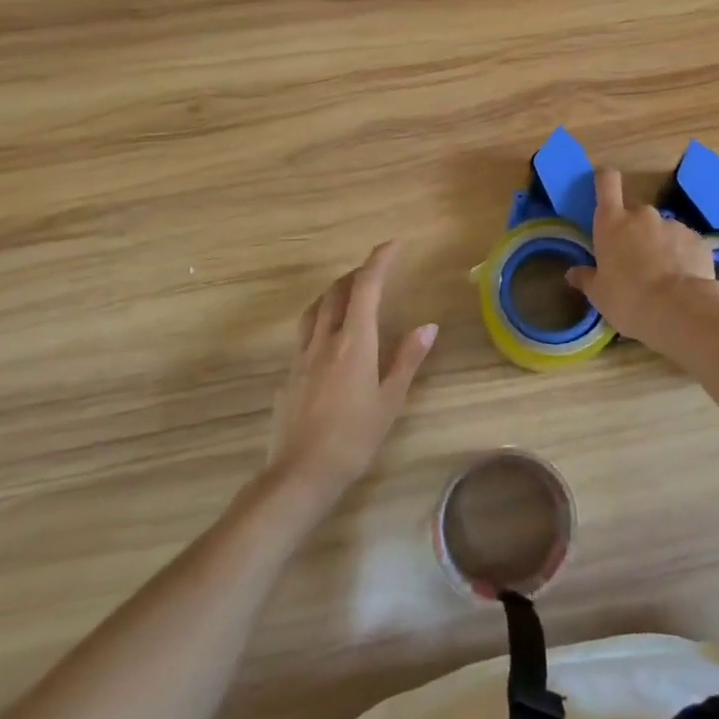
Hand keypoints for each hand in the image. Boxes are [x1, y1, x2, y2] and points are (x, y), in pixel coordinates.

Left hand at [270, 241, 436, 495]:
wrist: (301, 474)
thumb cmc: (354, 438)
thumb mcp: (390, 400)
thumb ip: (407, 359)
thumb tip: (429, 326)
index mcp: (354, 341)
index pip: (366, 286)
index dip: (380, 259)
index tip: (394, 244)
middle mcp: (325, 339)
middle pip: (337, 291)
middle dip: (357, 273)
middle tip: (376, 271)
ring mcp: (302, 355)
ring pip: (316, 308)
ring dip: (334, 292)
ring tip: (350, 295)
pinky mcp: (288, 374)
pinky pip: (305, 332)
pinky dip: (321, 319)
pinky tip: (329, 339)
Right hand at [565, 166, 718, 345]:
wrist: (680, 310)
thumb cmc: (628, 299)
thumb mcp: (599, 294)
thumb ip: (586, 278)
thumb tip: (573, 273)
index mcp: (612, 223)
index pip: (606, 182)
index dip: (605, 179)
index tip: (604, 183)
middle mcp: (643, 215)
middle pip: (635, 213)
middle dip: (635, 231)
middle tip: (635, 260)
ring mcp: (673, 225)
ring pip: (662, 230)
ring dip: (660, 245)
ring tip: (663, 276)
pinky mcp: (698, 240)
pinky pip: (685, 244)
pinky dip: (682, 256)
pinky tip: (683, 280)